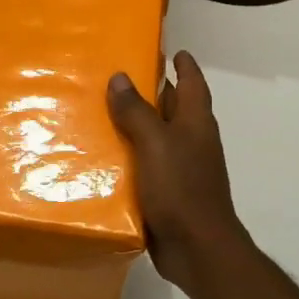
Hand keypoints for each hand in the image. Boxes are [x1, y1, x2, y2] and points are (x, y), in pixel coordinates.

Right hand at [107, 51, 249, 289]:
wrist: (197, 248)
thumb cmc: (181, 187)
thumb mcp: (155, 143)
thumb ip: (137, 110)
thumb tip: (120, 77)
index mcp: (195, 122)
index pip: (192, 83)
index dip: (184, 65)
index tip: (172, 50)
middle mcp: (192, 141)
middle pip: (173, 108)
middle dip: (153, 92)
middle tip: (119, 77)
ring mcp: (182, 168)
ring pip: (157, 138)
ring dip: (136, 126)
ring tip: (101, 114)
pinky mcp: (169, 193)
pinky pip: (147, 167)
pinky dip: (130, 158)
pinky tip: (104, 159)